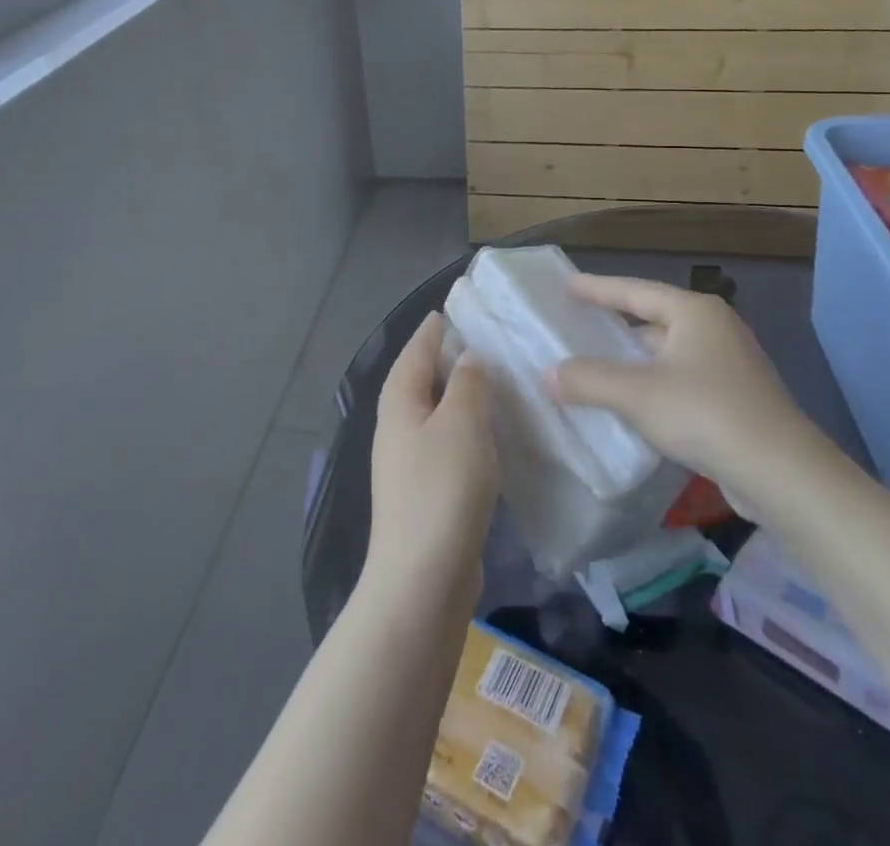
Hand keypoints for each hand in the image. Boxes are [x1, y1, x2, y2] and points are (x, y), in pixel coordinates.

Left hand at [365, 313, 498, 612]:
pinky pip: (446, 444)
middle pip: (419, 380)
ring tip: (492, 381)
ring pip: (434, 414)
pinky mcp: (426, 494)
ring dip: (457, 395)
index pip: (415, 351)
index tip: (453, 308)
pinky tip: (489, 435)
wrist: (423, 581)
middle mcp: (397, 429)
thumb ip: (467, 384)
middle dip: (445, 359)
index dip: (433, 329)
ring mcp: (408, 464)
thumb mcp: (461, 423)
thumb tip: (467, 356)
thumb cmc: (442, 489)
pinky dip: (465, 429)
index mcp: (399, 404)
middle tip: (483, 340)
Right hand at [551, 273, 812, 487]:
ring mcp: (731, 364)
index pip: (635, 290)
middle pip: (654, 320)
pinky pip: (682, 380)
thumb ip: (589, 380)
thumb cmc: (706, 414)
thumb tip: (549, 373)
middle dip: (616, 325)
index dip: (598, 288)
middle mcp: (715, 328)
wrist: (782, 474)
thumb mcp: (637, 395)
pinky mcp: (737, 399)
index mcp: (695, 312)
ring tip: (596, 368)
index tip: (568, 285)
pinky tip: (633, 406)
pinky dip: (654, 386)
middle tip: (578, 326)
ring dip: (634, 362)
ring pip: (669, 354)